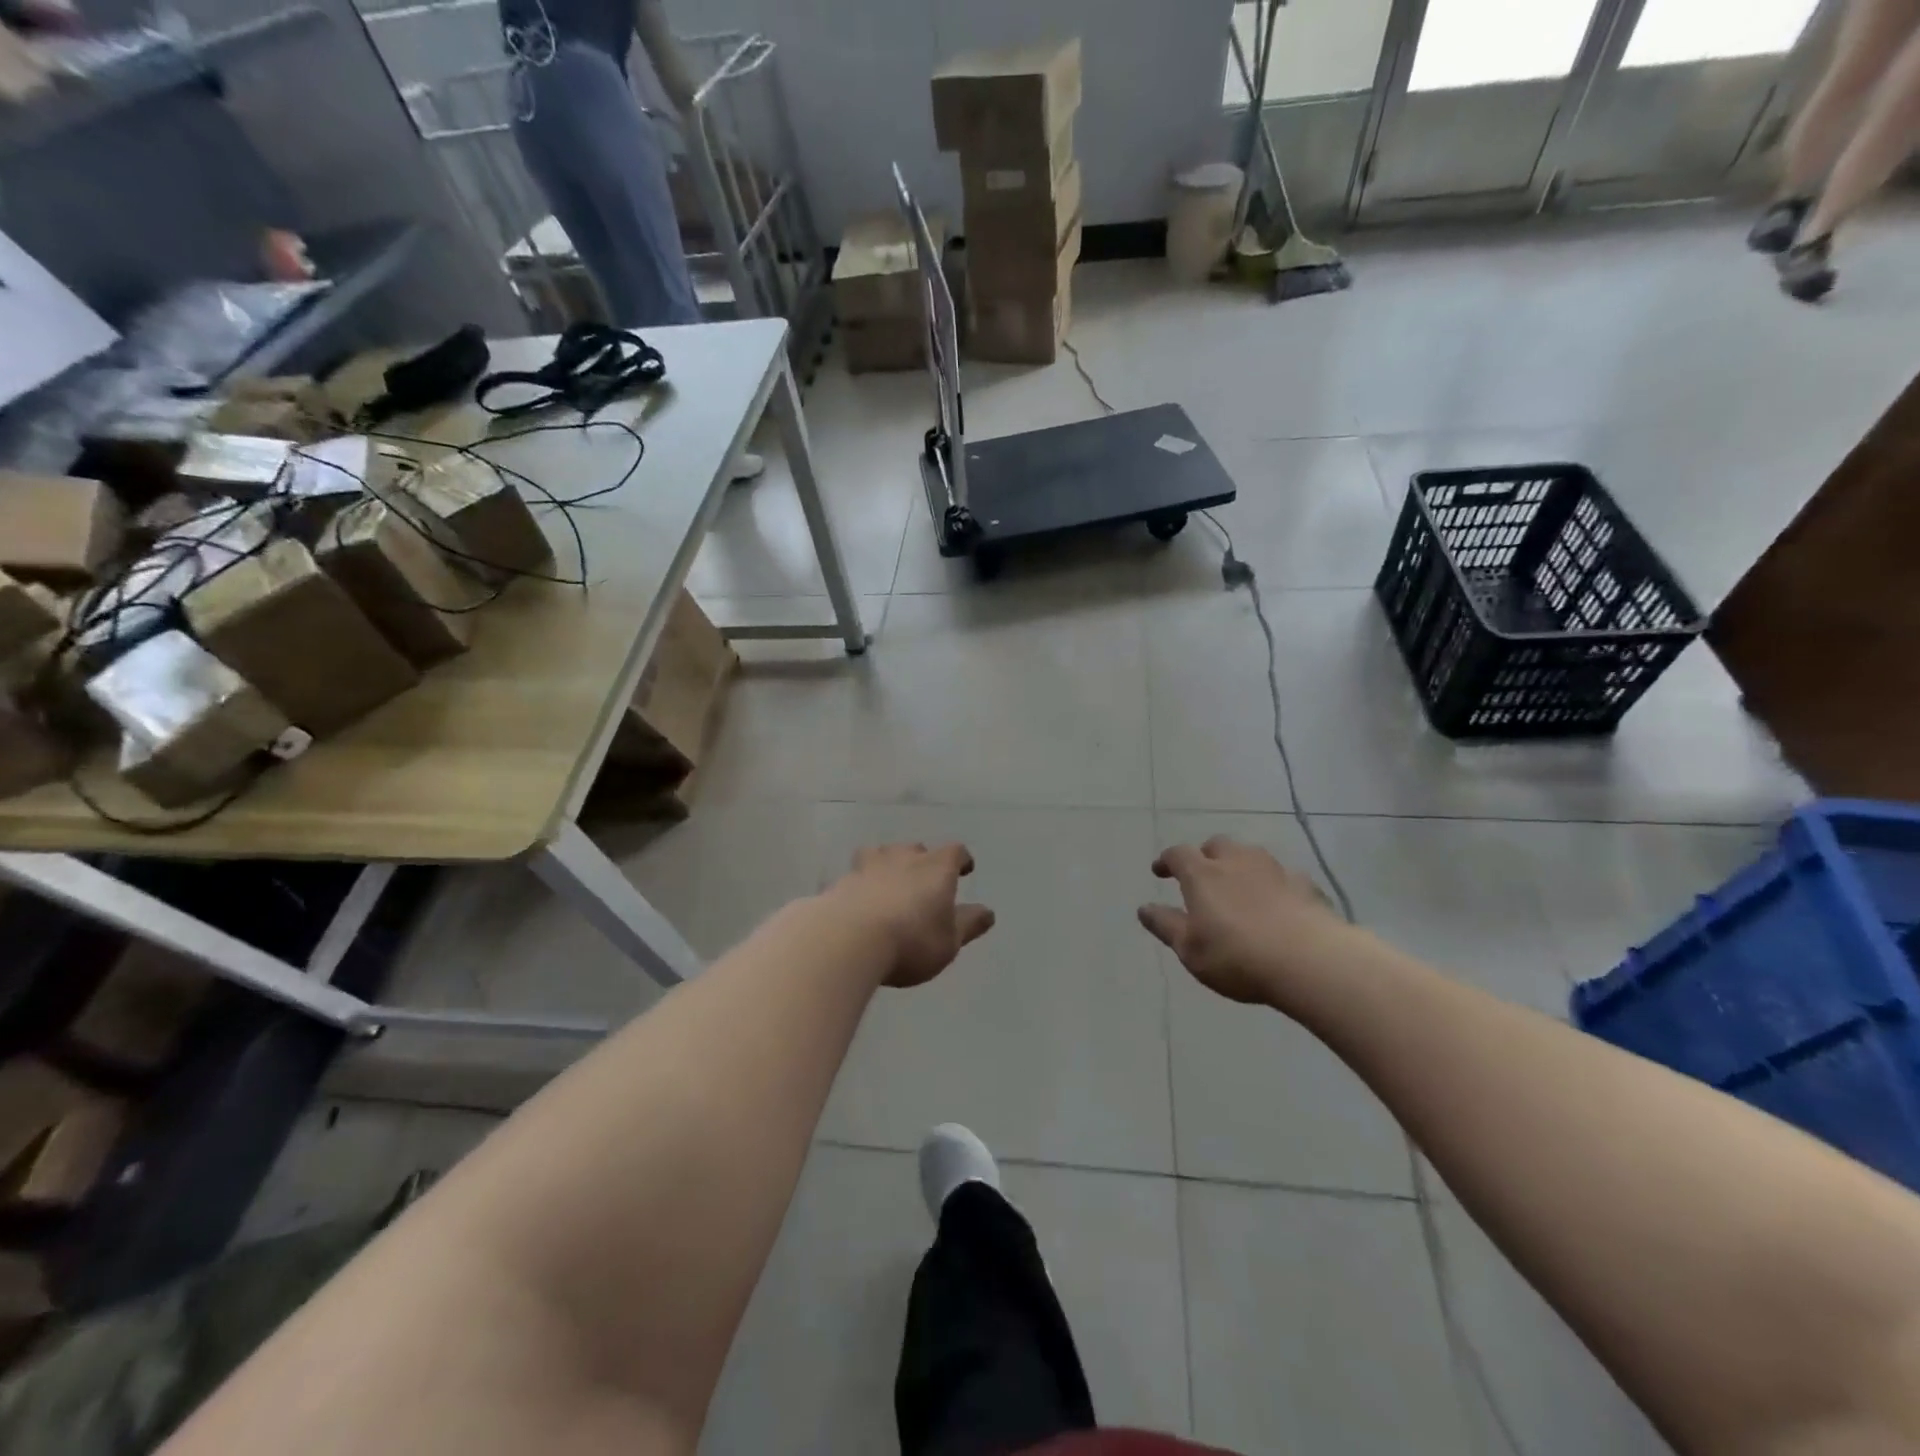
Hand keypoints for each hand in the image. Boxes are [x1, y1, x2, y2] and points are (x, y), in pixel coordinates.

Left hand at [826, 843, 994, 987]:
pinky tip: (860, 902)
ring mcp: (869, 866)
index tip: (964, 868)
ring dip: (888, 865)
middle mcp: (903, 858)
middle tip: (923, 880)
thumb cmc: (911, 940)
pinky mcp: (841, 883)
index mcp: (936, 868)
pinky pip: (856, 877)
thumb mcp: (949, 941)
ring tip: (888, 882)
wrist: (848, 939)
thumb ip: (968, 924)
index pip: (955, 852)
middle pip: (916, 849)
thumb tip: (988, 912)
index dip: (961, 859)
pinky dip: (861, 885)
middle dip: (921, 861)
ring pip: (881, 855)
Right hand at [1138, 837, 1352, 1005]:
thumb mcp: (1190, 949)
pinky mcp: (1305, 885)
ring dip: (1241, 865)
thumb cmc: (1237, 956)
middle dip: (1206, 855)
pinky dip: (1275, 884)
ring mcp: (1274, 870)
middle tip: (1202, 874)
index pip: (1178, 855)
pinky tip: (1279, 902)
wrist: (1310, 961)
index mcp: (1202, 874)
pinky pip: (1284, 876)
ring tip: (1240, 885)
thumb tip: (1143, 908)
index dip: (1166, 860)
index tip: (1160, 871)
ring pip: (1252, 855)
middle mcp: (1236, 862)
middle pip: (1217, 845)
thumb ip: (1166, 926)